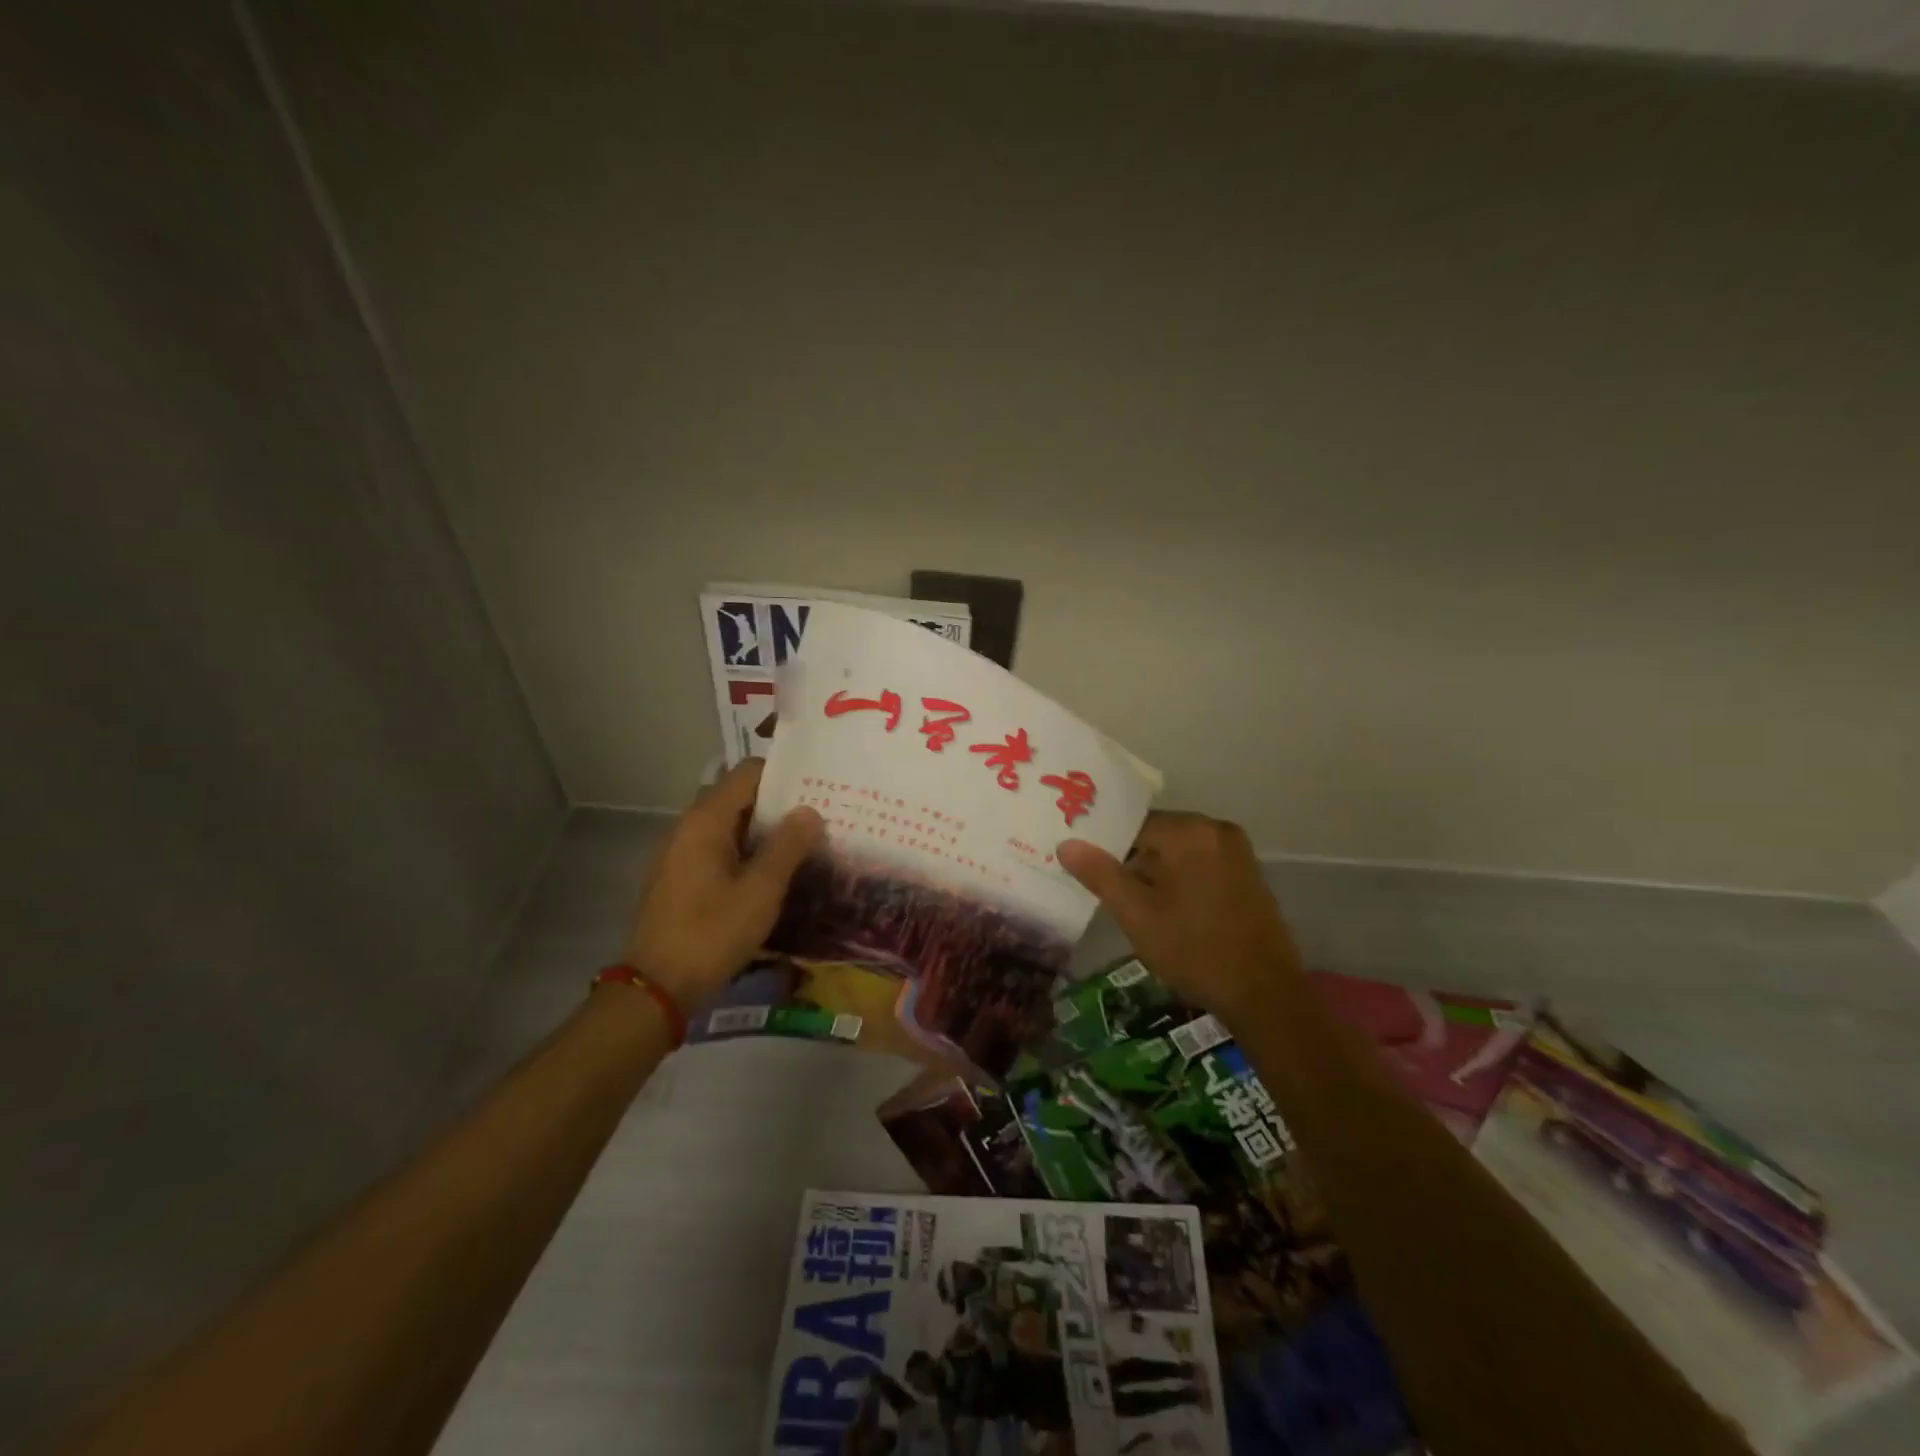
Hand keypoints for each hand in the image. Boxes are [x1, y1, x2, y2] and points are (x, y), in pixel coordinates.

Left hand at [621, 759, 822, 1011]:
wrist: (657, 987)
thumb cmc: (712, 933)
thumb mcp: (761, 890)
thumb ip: (788, 846)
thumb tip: (809, 810)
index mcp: (706, 820)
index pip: (748, 773)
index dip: (784, 775)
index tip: (817, 789)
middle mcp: (689, 826)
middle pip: (738, 796)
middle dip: (778, 804)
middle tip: (818, 817)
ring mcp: (680, 852)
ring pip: (729, 825)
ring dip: (764, 830)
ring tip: (803, 843)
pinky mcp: (680, 877)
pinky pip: (718, 848)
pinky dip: (746, 851)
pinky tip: (771, 873)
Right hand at [1057, 811, 1300, 1026]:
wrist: (1265, 995)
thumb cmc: (1194, 950)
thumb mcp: (1137, 914)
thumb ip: (1100, 874)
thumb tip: (1067, 843)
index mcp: (1190, 831)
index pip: (1133, 825)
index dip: (1108, 849)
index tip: (1091, 874)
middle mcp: (1217, 829)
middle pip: (1158, 836)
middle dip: (1134, 862)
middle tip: (1113, 896)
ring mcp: (1238, 851)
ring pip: (1179, 852)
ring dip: (1157, 874)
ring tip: (1137, 908)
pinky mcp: (1249, 874)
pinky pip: (1202, 864)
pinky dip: (1182, 880)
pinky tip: (1171, 912)